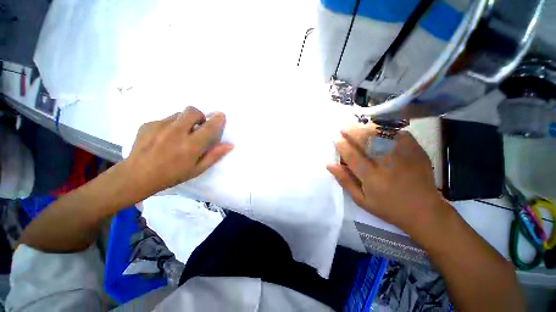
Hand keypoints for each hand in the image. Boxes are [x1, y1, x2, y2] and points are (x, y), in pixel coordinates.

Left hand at [124, 106, 232, 197]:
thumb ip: (214, 155)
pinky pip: (165, 119)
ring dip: (184, 122)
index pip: (210, 127)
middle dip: (199, 116)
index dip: (218, 120)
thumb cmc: (172, 175)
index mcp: (191, 146)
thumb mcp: (197, 169)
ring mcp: (160, 126)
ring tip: (178, 135)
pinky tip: (163, 138)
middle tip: (197, 127)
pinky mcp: (148, 124)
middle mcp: (176, 132)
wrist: (137, 176)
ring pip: (178, 114)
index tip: (221, 115)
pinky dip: (169, 126)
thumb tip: (230, 145)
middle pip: (193, 111)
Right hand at [327, 124, 445, 234]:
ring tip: (358, 126)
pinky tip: (379, 129)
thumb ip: (345, 181)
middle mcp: (387, 164)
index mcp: (371, 177)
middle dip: (352, 132)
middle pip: (366, 141)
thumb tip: (330, 165)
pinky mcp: (416, 152)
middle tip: (344, 128)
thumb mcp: (361, 200)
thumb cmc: (388, 208)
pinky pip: (399, 134)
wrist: (424, 211)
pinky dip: (388, 129)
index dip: (342, 145)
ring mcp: (404, 156)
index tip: (336, 139)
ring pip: (382, 135)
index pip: (352, 155)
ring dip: (367, 128)